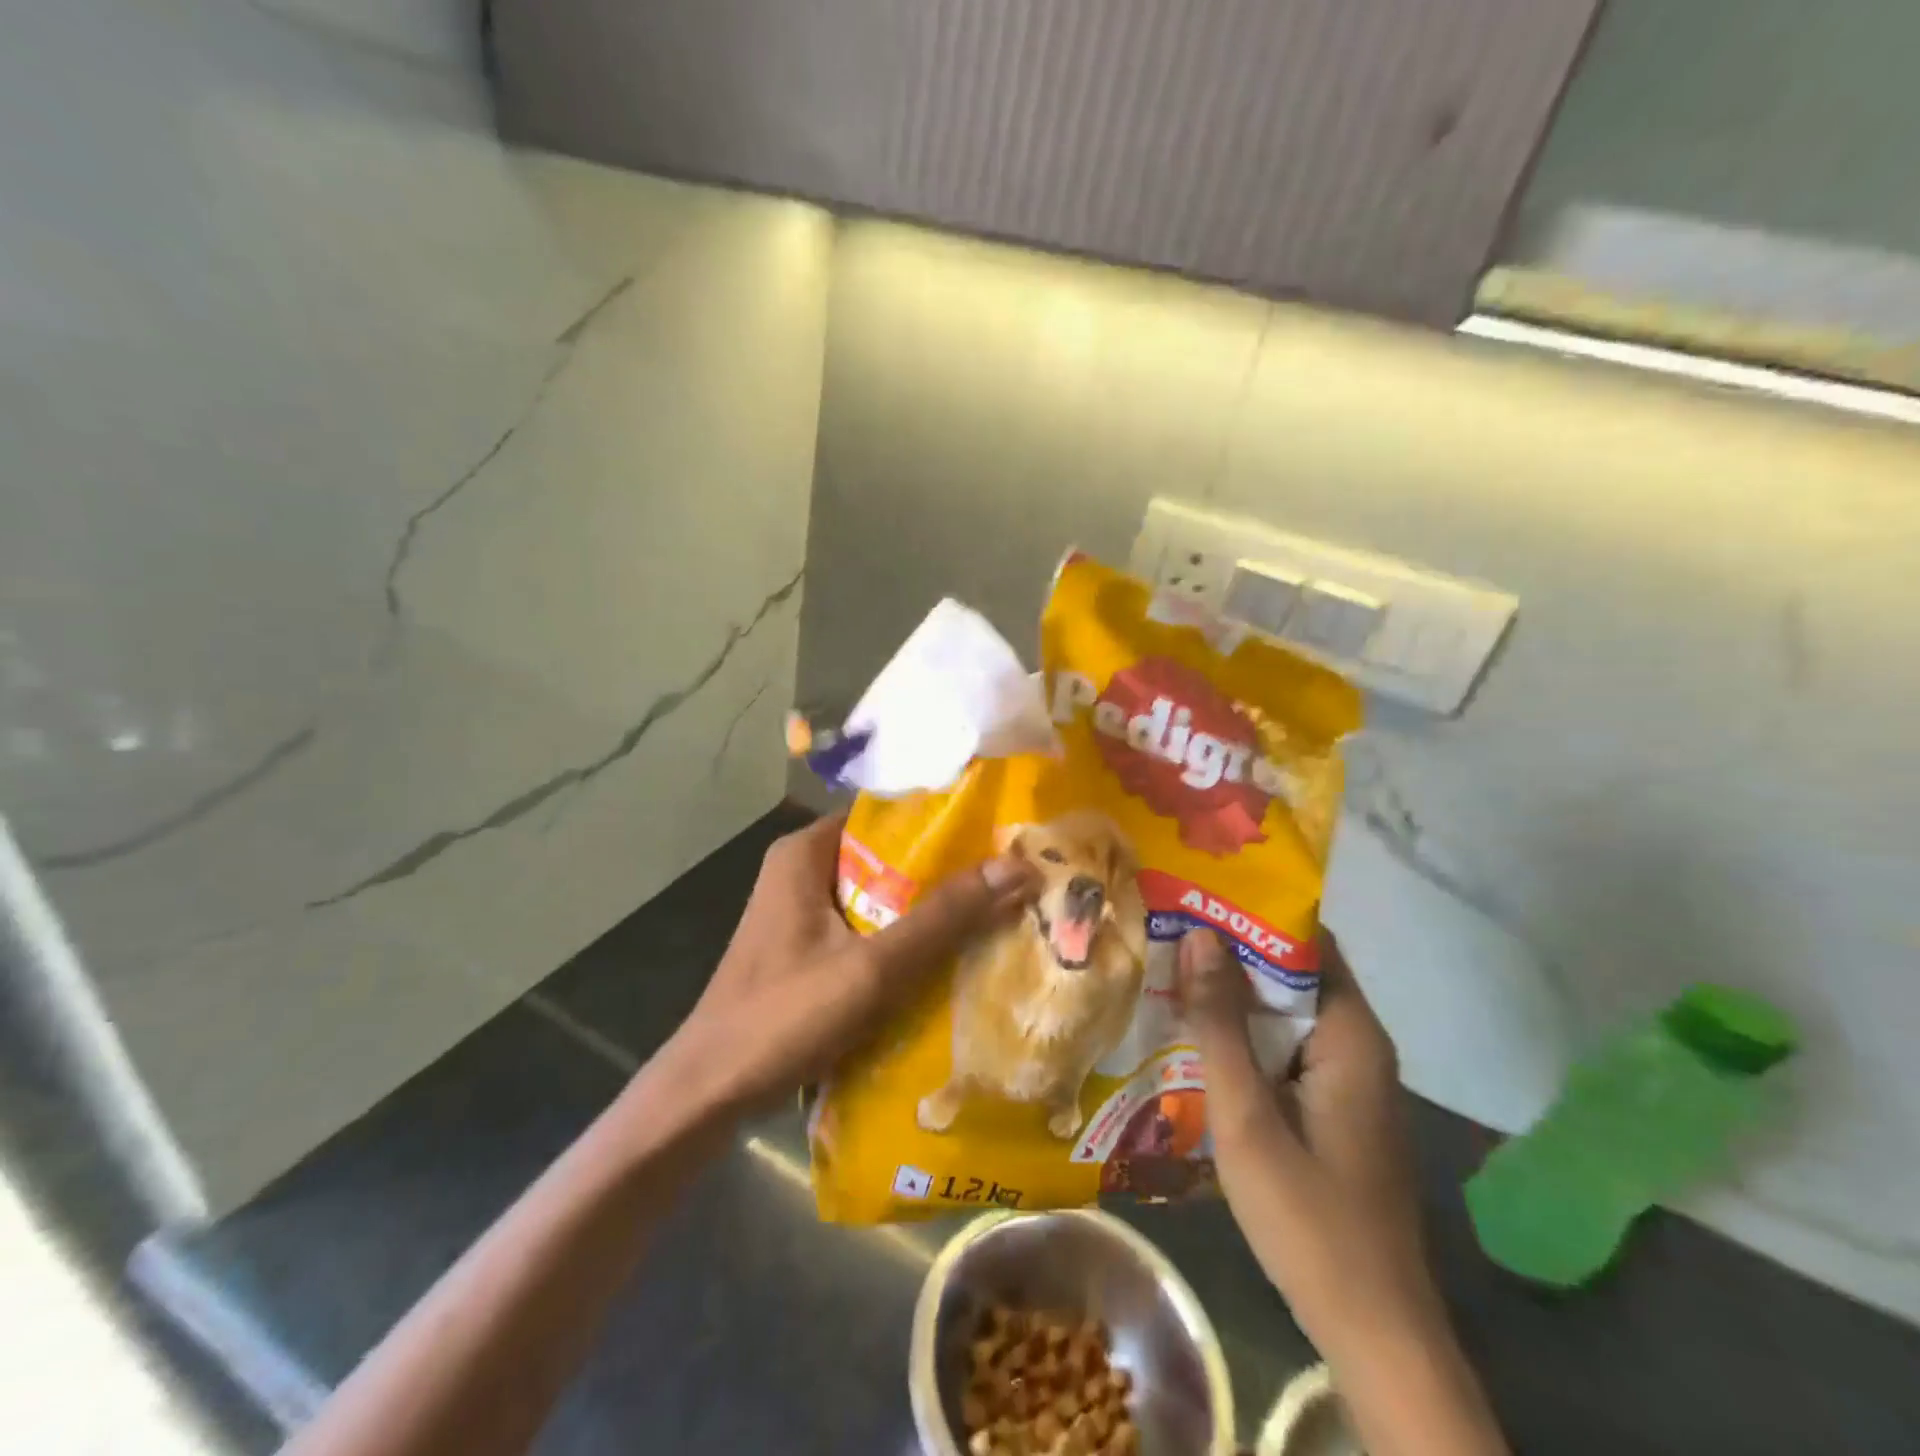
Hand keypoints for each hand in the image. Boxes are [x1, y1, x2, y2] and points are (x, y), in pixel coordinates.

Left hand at [666, 814, 1037, 1115]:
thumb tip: (1018, 866)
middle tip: (1007, 878)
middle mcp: (801, 869)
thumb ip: (944, 917)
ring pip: (879, 896)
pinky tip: (946, 957)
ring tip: (993, 911)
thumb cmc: (783, 1017)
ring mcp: (800, 911)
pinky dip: (901, 938)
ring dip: (926, 909)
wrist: (707, 1095)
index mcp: (806, 851)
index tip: (998, 834)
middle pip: (887, 857)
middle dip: (943, 872)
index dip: (944, 823)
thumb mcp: (873, 966)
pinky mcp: (805, 948)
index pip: (888, 815)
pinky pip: (865, 928)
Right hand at [1177, 929, 1429, 1347]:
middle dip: (1229, 954)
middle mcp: (1356, 1045)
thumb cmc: (1309, 1218)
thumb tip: (1198, 935)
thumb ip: (1219, 1025)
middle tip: (1163, 933)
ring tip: (1167, 973)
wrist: (1372, 1332)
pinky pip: (1285, 1050)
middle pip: (1291, 975)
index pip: (1304, 942)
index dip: (1249, 915)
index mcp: (1350, 1035)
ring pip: (1285, 1015)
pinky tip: (1195, 1039)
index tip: (1193, 898)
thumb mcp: (1246, 1115)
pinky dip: (1244, 1037)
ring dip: (1232, 998)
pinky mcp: (1334, 1109)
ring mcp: (1347, 1081)